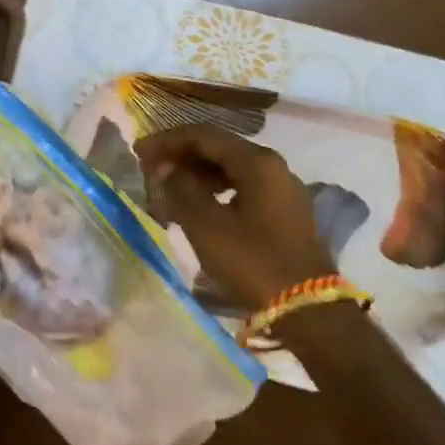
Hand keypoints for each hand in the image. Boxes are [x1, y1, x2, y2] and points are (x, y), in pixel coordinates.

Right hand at [136, 124, 334, 308]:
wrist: (306, 309)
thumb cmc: (252, 261)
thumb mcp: (206, 226)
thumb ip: (180, 189)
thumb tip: (165, 168)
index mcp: (257, 162)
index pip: (203, 135)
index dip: (167, 141)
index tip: (139, 152)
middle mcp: (273, 166)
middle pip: (218, 148)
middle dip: (181, 156)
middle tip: (150, 170)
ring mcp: (282, 189)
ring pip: (231, 168)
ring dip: (196, 174)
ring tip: (168, 190)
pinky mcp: (284, 211)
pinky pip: (243, 187)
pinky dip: (215, 190)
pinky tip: (197, 206)